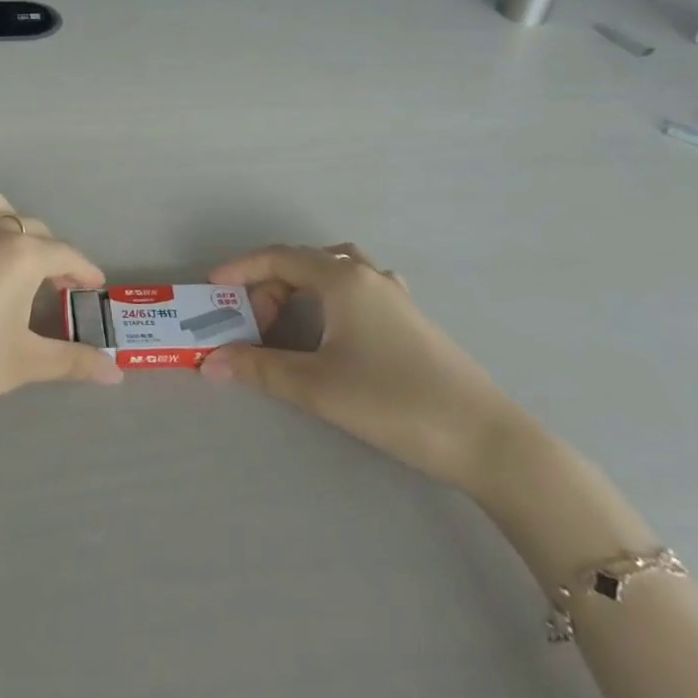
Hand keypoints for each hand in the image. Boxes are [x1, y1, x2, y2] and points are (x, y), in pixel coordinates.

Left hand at [0, 193, 119, 450]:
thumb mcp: (23, 363)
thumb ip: (74, 361)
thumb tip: (117, 372)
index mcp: (20, 252)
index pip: (65, 254)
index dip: (84, 271)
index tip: (94, 286)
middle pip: (31, 229)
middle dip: (51, 253)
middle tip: (57, 287)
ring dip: (9, 225)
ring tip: (12, 259)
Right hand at [200, 244, 521, 495]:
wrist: (486, 440)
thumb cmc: (394, 402)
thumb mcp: (317, 386)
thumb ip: (259, 368)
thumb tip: (210, 362)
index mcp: (342, 278)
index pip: (278, 257)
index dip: (240, 269)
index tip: (212, 288)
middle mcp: (367, 275)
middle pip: (304, 262)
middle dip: (269, 285)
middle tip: (252, 324)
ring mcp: (394, 295)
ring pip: (335, 270)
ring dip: (302, 286)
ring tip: (287, 320)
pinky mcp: (411, 319)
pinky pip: (359, 287)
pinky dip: (332, 295)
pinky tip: (335, 326)